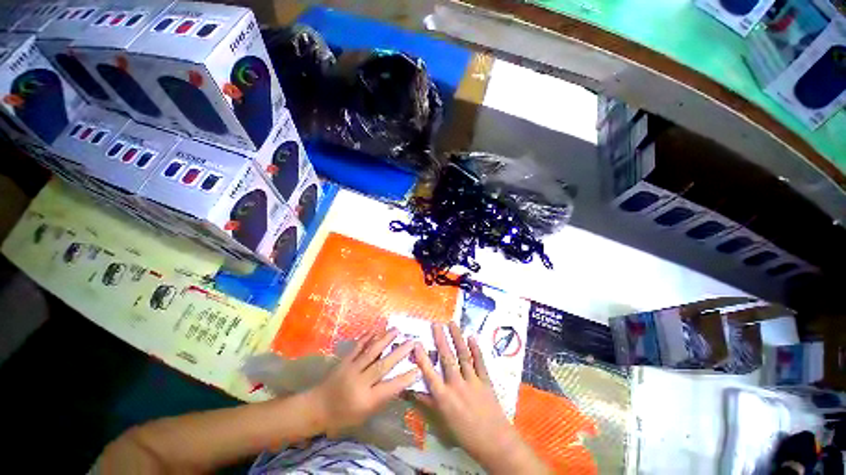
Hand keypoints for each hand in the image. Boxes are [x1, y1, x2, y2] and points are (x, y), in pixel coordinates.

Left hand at [309, 328, 418, 436]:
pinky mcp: (344, 360)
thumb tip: (398, 383)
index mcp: (366, 399)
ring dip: (385, 339)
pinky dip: (367, 337)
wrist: (316, 408)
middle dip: (399, 352)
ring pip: (371, 352)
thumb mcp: (364, 414)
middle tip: (411, 342)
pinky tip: (375, 330)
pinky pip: (357, 347)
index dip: (405, 378)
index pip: (390, 388)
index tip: (418, 369)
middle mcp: (360, 382)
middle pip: (382, 365)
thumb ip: (381, 398)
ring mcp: (351, 368)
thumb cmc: (343, 416)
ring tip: (396, 330)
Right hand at [413, 323, 548, 473]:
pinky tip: (472, 337)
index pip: (430, 374)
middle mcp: (457, 385)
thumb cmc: (465, 435)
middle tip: (436, 324)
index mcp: (444, 397)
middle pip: (447, 358)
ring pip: (463, 356)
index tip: (417, 343)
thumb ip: (428, 403)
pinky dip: (476, 349)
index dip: (422, 358)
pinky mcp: (486, 381)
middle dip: (441, 339)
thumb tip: (412, 391)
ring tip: (452, 324)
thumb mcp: (443, 422)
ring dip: (457, 338)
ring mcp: (473, 381)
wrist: (495, 443)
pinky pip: (480, 362)